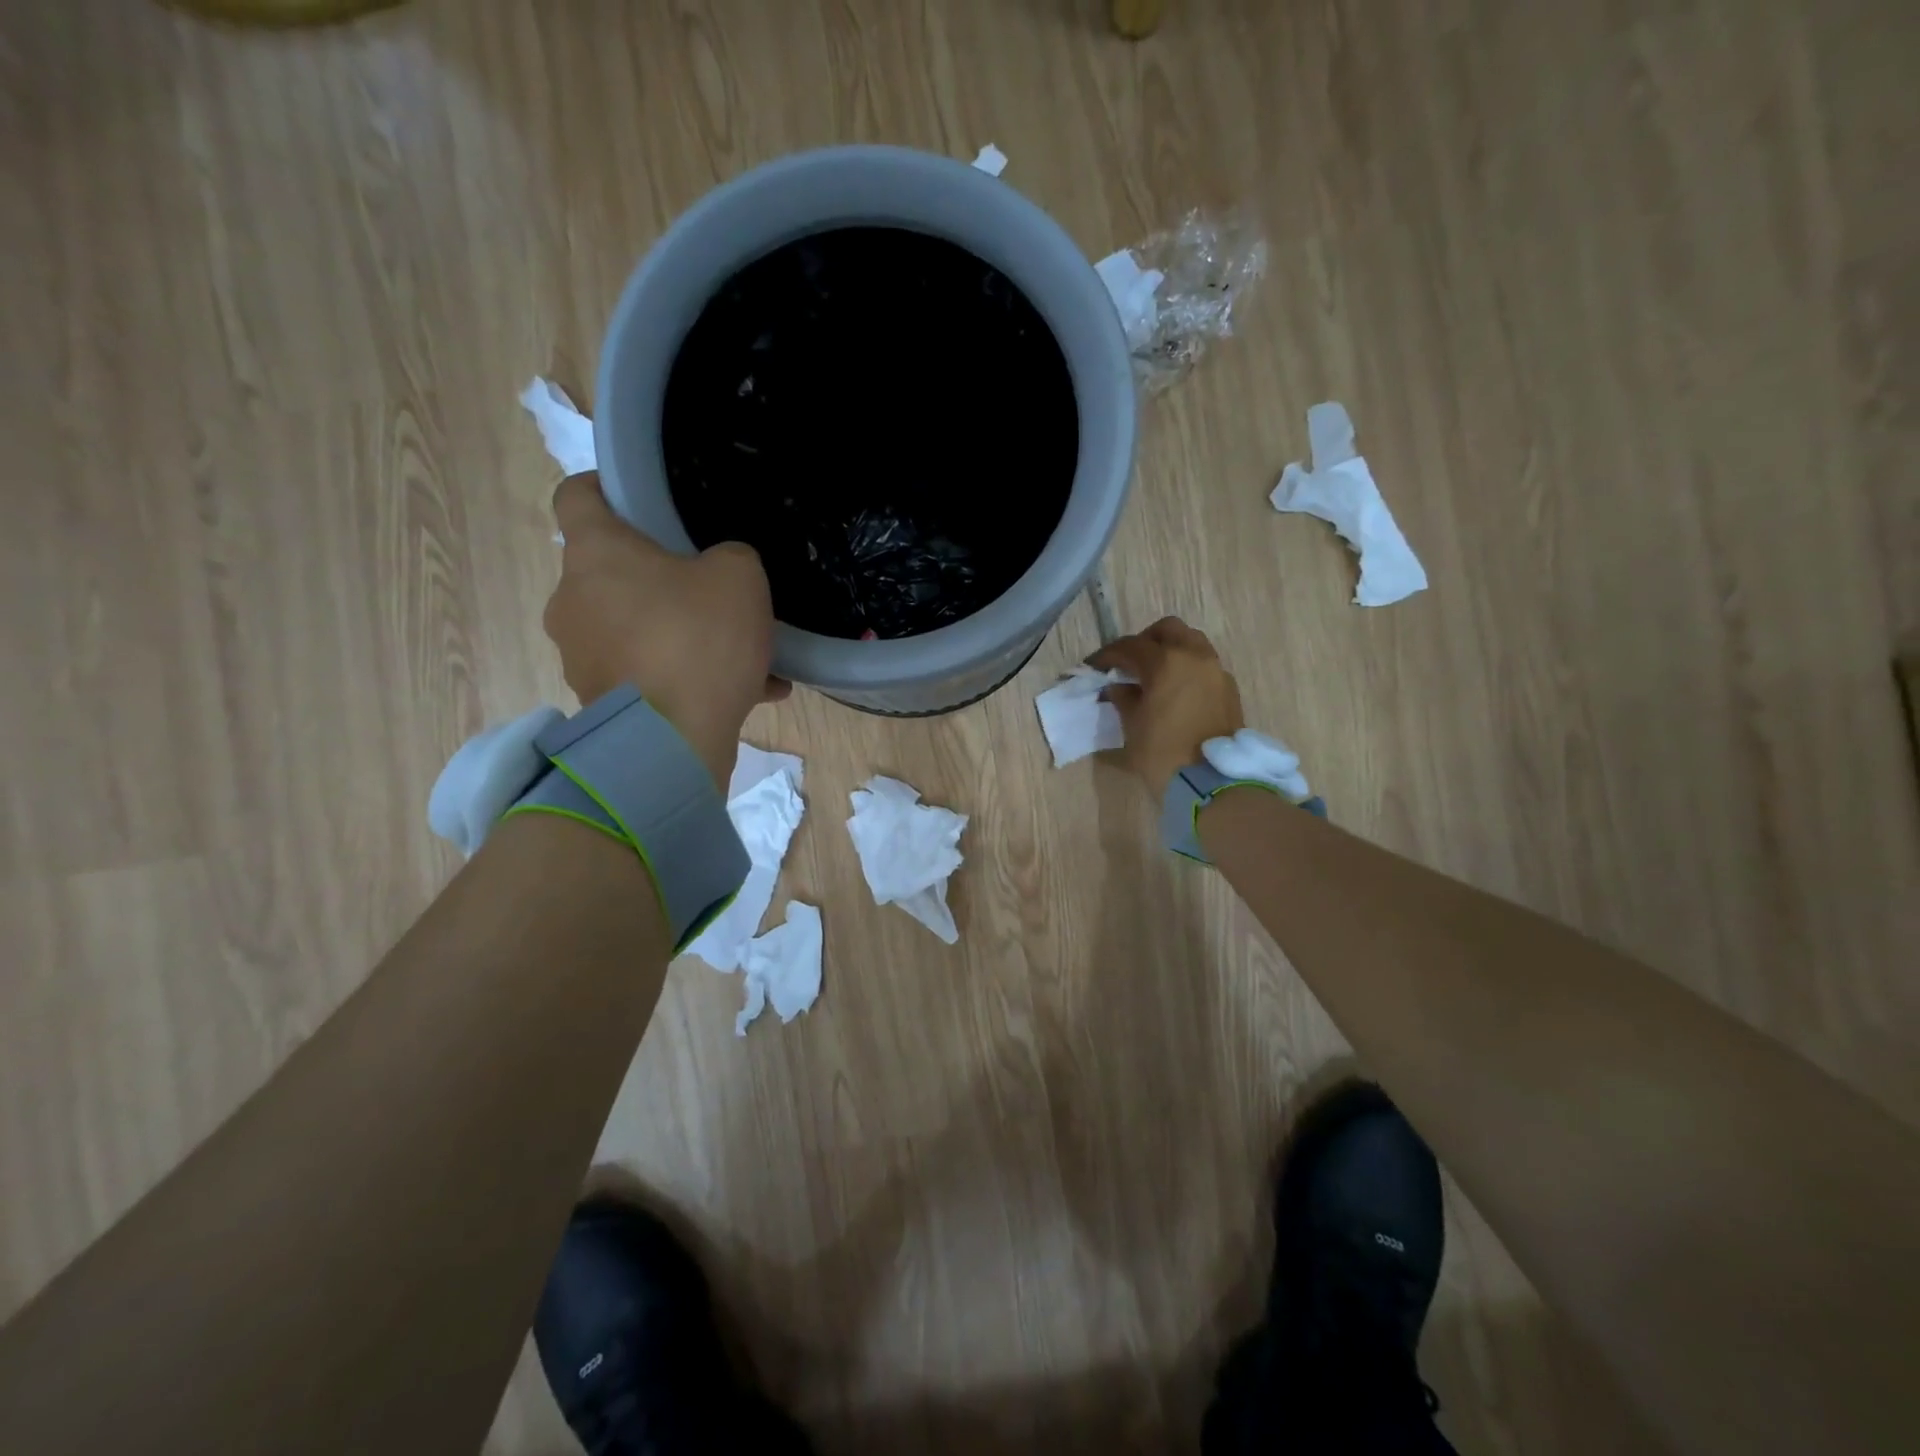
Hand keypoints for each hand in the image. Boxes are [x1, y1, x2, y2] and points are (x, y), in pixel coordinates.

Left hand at [544, 473, 788, 786]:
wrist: (674, 742)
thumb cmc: (699, 639)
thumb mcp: (740, 577)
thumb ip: (730, 557)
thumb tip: (717, 572)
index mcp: (595, 553)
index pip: (577, 495)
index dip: (607, 488)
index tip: (643, 500)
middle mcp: (573, 600)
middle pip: (612, 571)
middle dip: (661, 577)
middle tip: (711, 590)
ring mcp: (582, 655)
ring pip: (637, 628)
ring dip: (682, 633)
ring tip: (743, 654)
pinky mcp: (600, 700)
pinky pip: (650, 673)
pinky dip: (688, 676)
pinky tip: (750, 691)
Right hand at [1088, 617, 1244, 797]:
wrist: (1212, 782)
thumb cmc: (1163, 753)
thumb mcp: (1133, 726)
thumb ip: (1124, 698)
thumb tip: (1119, 687)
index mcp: (1166, 662)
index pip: (1131, 646)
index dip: (1109, 655)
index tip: (1095, 667)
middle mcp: (1194, 657)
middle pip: (1168, 630)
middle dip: (1145, 641)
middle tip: (1129, 663)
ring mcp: (1216, 671)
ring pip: (1192, 643)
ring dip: (1170, 651)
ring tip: (1154, 675)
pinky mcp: (1228, 689)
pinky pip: (1204, 665)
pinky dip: (1187, 668)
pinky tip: (1175, 691)